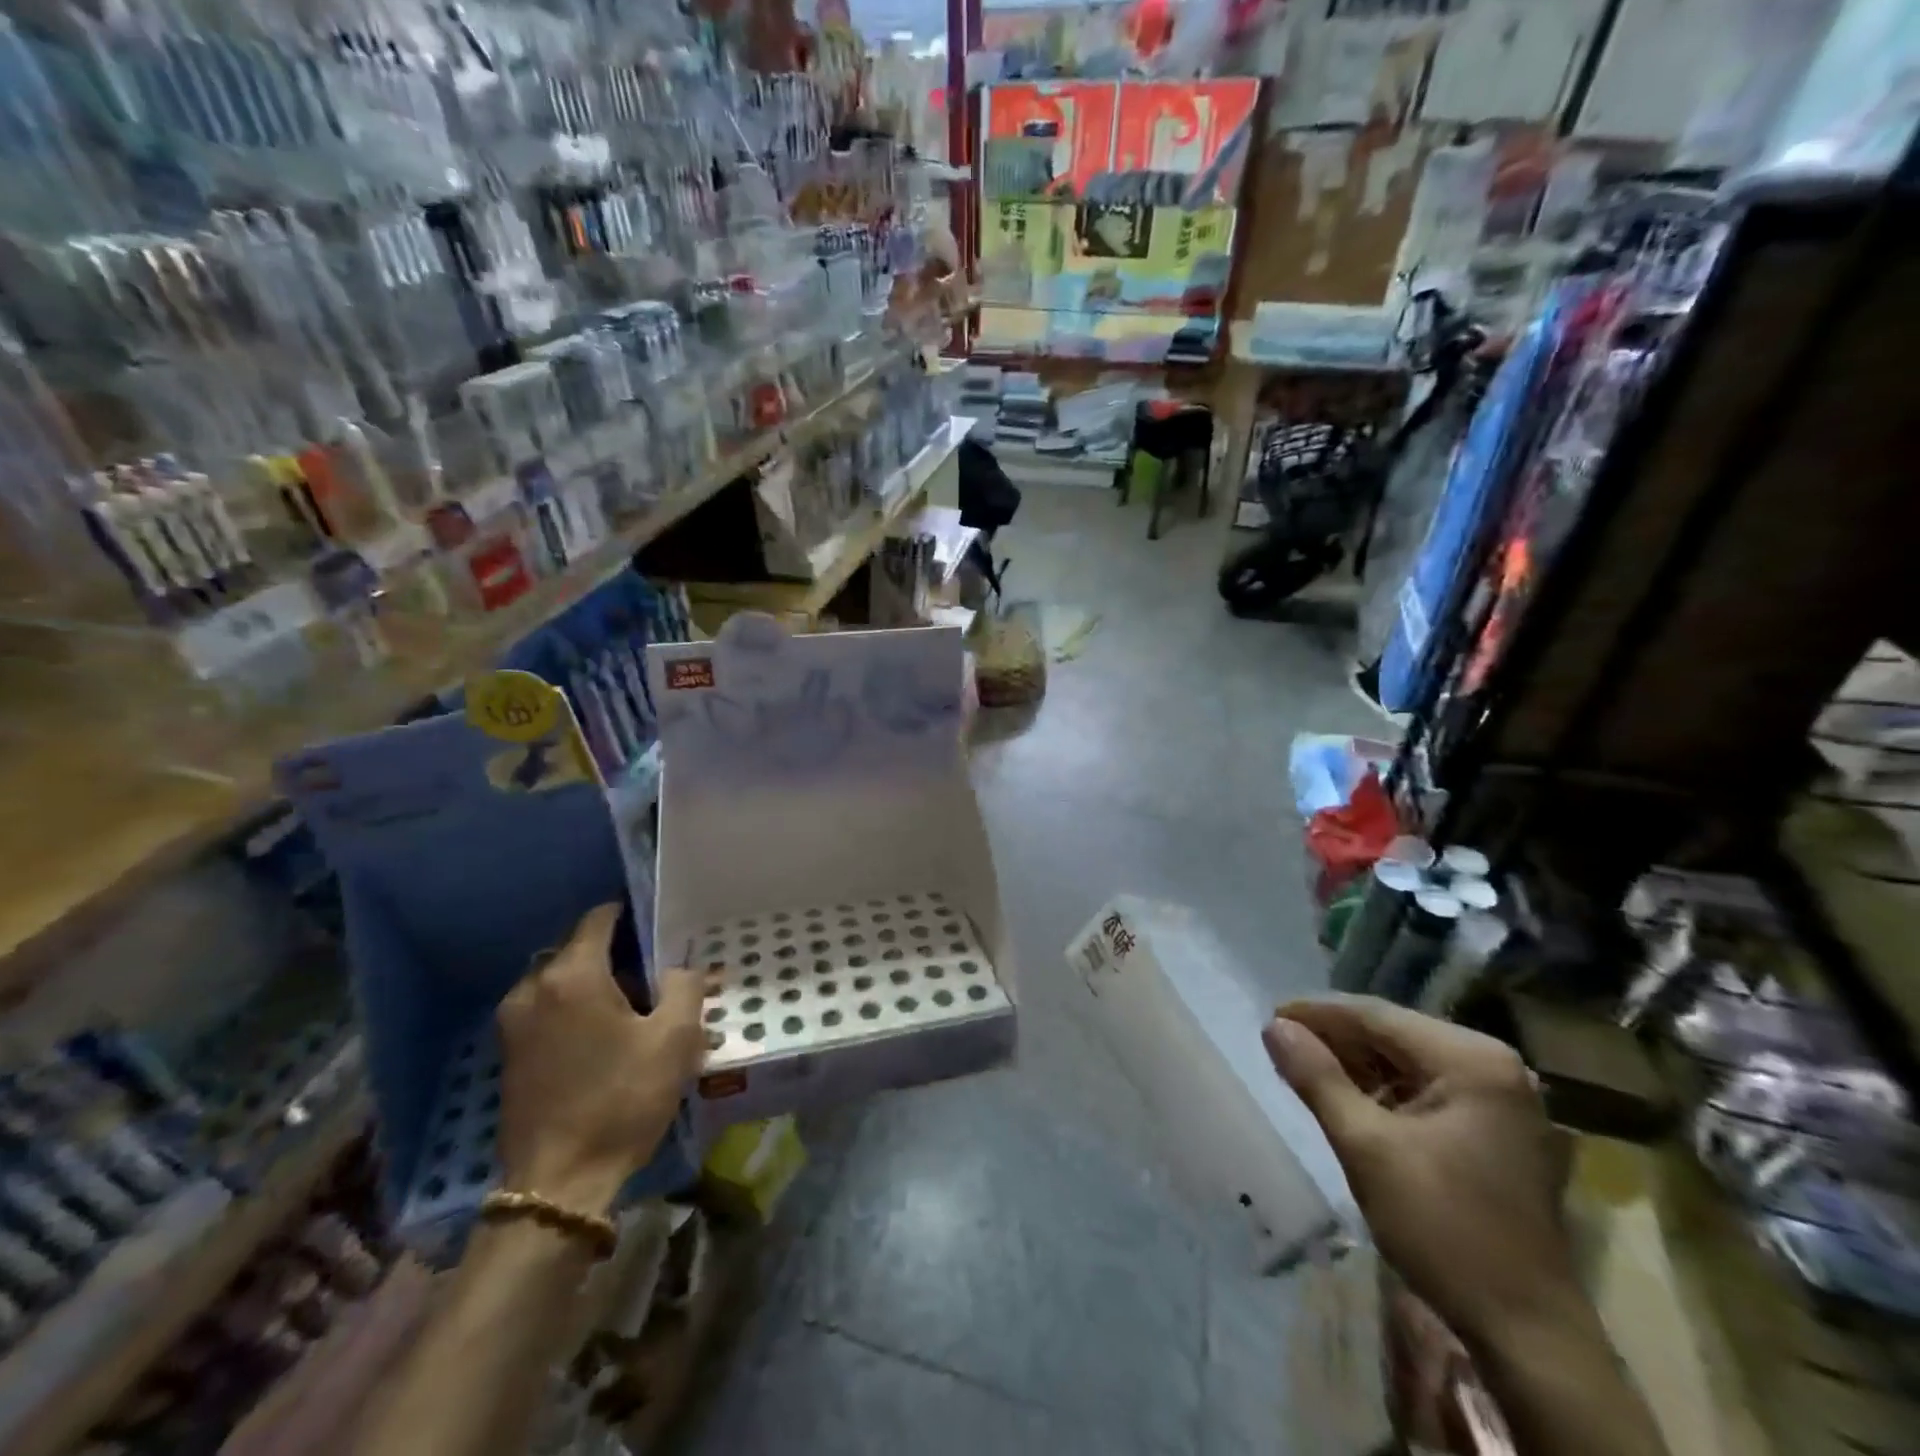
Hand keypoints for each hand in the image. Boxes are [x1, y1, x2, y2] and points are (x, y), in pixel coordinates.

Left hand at [497, 905, 704, 1213]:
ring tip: (638, 1009)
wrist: (559, 1185)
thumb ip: (684, 986)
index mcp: (572, 975)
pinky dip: (577, 1008)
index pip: (601, 918)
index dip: (634, 915)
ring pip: (564, 980)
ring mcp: (514, 1022)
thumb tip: (679, 968)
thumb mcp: (674, 1040)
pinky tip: (607, 1037)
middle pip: (581, 948)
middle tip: (659, 976)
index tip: (663, 928)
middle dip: (620, 955)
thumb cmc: (622, 1100)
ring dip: (598, 984)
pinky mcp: (510, 1052)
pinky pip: (549, 1008)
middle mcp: (533, 988)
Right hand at [1264, 996, 1576, 1347]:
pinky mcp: (1495, 1127)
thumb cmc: (1444, 1229)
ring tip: (1304, 1068)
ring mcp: (1499, 1097)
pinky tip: (1347, 1097)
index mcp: (1472, 1060)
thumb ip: (1317, 1078)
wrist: (1527, 1333)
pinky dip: (1382, 1088)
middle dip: (1335, 1037)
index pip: (1377, 1016)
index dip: (1317, 1013)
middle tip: (1281, 1043)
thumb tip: (1274, 1027)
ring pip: (1406, 1059)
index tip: (1269, 1016)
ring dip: (1355, 1063)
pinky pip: (1425, 1086)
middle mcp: (1493, 1065)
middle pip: (1393, 1033)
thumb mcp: (1366, 1148)